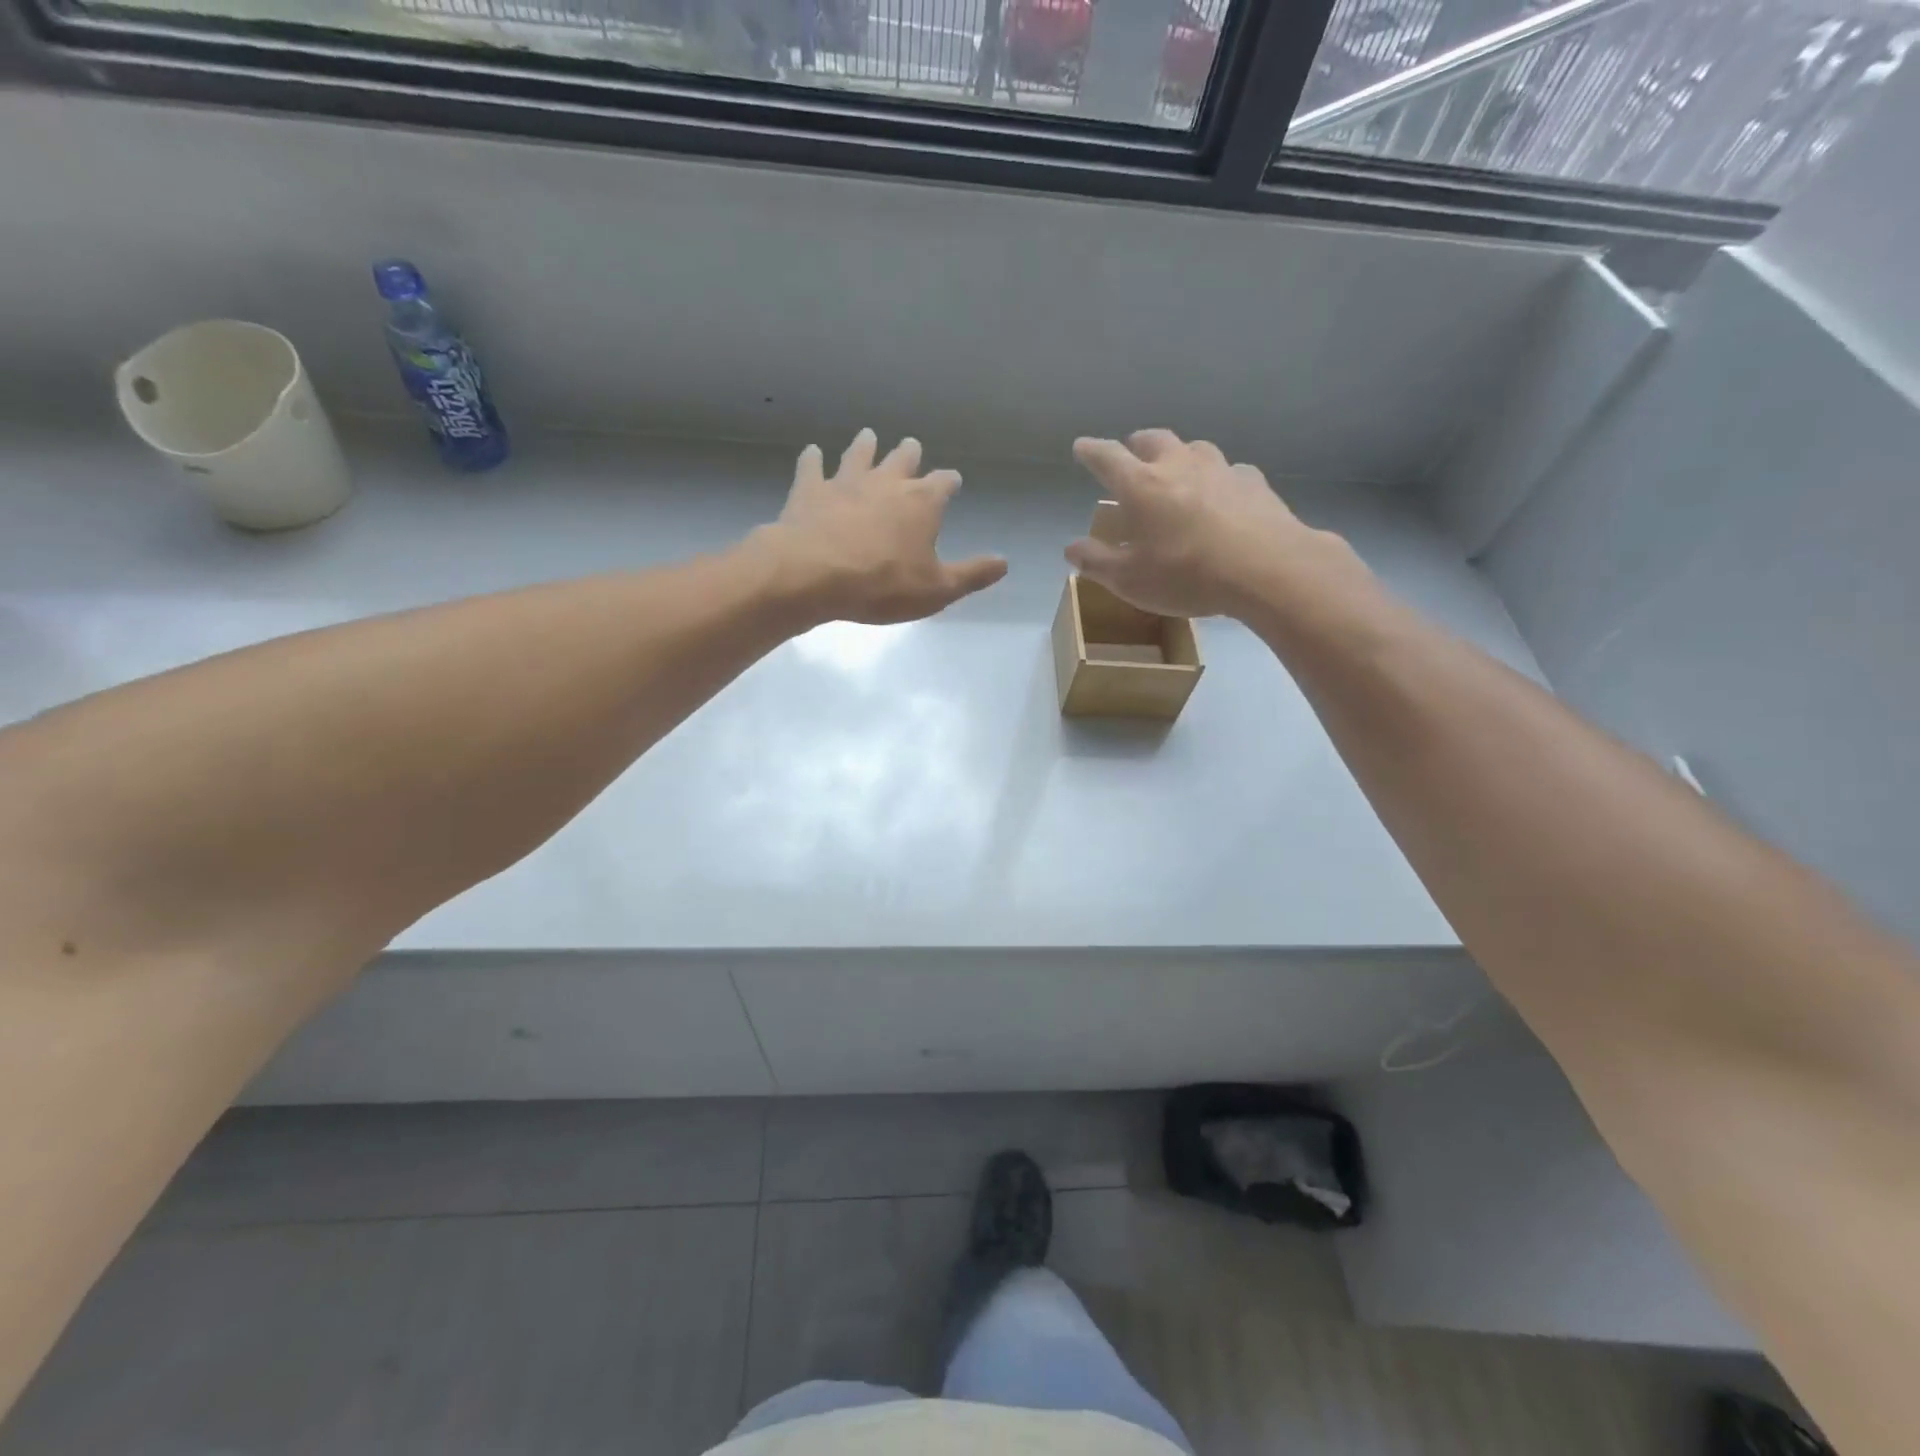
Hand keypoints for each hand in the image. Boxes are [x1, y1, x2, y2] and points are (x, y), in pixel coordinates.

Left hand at [760, 429, 1007, 625]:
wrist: (815, 574)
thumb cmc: (884, 584)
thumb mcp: (938, 589)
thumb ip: (971, 574)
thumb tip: (1004, 563)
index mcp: (922, 503)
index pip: (943, 484)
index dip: (949, 482)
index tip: (953, 480)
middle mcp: (886, 482)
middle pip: (902, 461)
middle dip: (910, 455)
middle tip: (912, 445)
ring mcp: (845, 482)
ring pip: (859, 455)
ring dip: (865, 445)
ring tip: (868, 436)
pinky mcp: (810, 490)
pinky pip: (812, 467)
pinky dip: (813, 458)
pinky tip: (812, 452)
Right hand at [1068, 430, 1348, 619]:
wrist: (1267, 568)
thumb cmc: (1187, 574)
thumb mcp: (1129, 580)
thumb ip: (1096, 562)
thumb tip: (1072, 548)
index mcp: (1140, 485)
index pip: (1106, 457)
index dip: (1090, 451)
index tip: (1081, 447)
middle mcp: (1178, 465)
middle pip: (1152, 440)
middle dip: (1135, 444)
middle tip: (1130, 454)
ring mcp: (1219, 469)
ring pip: (1193, 448)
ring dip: (1179, 455)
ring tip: (1176, 472)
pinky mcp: (1253, 482)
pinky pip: (1229, 471)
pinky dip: (1217, 478)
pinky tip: (1221, 495)